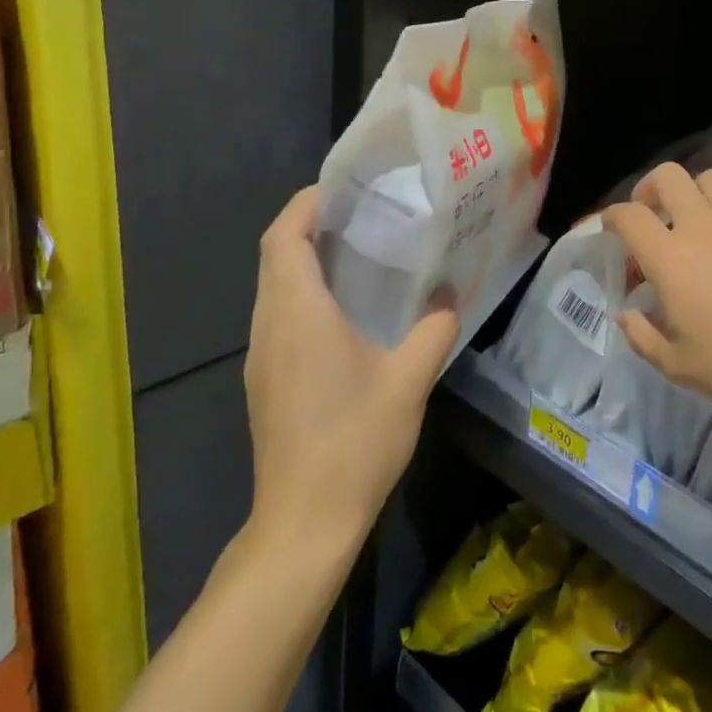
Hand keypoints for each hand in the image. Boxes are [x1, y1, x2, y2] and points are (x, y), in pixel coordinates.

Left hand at [244, 187, 459, 553]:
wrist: (304, 521)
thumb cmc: (355, 442)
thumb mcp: (409, 381)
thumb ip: (434, 330)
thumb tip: (450, 296)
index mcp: (299, 312)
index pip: (283, 236)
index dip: (305, 204)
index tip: (342, 191)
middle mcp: (269, 324)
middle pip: (273, 255)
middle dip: (307, 225)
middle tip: (359, 215)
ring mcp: (260, 355)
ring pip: (272, 286)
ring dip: (302, 260)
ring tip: (355, 253)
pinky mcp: (263, 379)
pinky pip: (276, 315)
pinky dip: (300, 293)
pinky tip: (341, 312)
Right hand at [601, 164, 711, 447]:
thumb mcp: (679, 367)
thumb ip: (642, 336)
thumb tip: (627, 314)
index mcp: (670, 257)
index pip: (627, 215)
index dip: (610, 215)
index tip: (610, 227)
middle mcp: (703, 225)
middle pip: (667, 176)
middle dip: (650, 189)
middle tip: (653, 214)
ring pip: (711, 179)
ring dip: (695, 194)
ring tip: (700, 223)